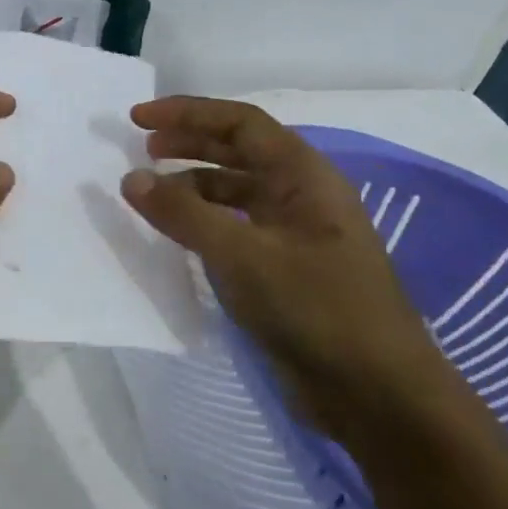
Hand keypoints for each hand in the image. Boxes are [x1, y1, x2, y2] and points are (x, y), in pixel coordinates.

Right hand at [120, 96, 459, 441]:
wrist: (377, 395)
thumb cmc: (317, 310)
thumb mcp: (243, 256)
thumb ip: (184, 215)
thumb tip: (131, 179)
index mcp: (305, 178)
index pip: (241, 124)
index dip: (188, 113)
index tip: (137, 119)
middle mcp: (300, 197)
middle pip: (238, 152)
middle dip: (188, 144)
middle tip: (140, 149)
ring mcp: (293, 236)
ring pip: (234, 192)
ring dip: (192, 185)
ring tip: (150, 194)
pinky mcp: (283, 271)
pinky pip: (234, 230)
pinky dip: (201, 223)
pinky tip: (176, 236)